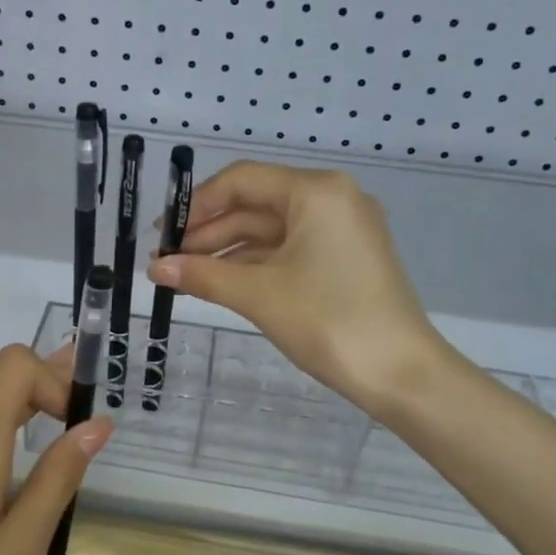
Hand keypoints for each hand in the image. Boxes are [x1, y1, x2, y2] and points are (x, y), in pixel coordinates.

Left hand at [0, 345, 111, 554]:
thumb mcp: (24, 544)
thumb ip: (59, 475)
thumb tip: (96, 424)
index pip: (14, 363)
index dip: (54, 378)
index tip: (74, 426)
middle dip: (44, 400)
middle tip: (85, 430)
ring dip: (18, 432)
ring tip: (51, 474)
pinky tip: (3, 505)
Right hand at [147, 162, 449, 419]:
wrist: (401, 373)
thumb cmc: (328, 321)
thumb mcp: (258, 295)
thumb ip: (203, 276)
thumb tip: (154, 268)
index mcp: (316, 192)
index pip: (241, 181)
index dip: (196, 206)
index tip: (162, 235)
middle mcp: (332, 199)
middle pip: (256, 204)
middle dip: (209, 232)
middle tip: (166, 260)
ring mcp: (342, 230)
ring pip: (271, 231)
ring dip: (227, 251)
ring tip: (186, 275)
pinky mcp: (346, 259)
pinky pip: (290, 250)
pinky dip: (255, 264)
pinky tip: (222, 282)